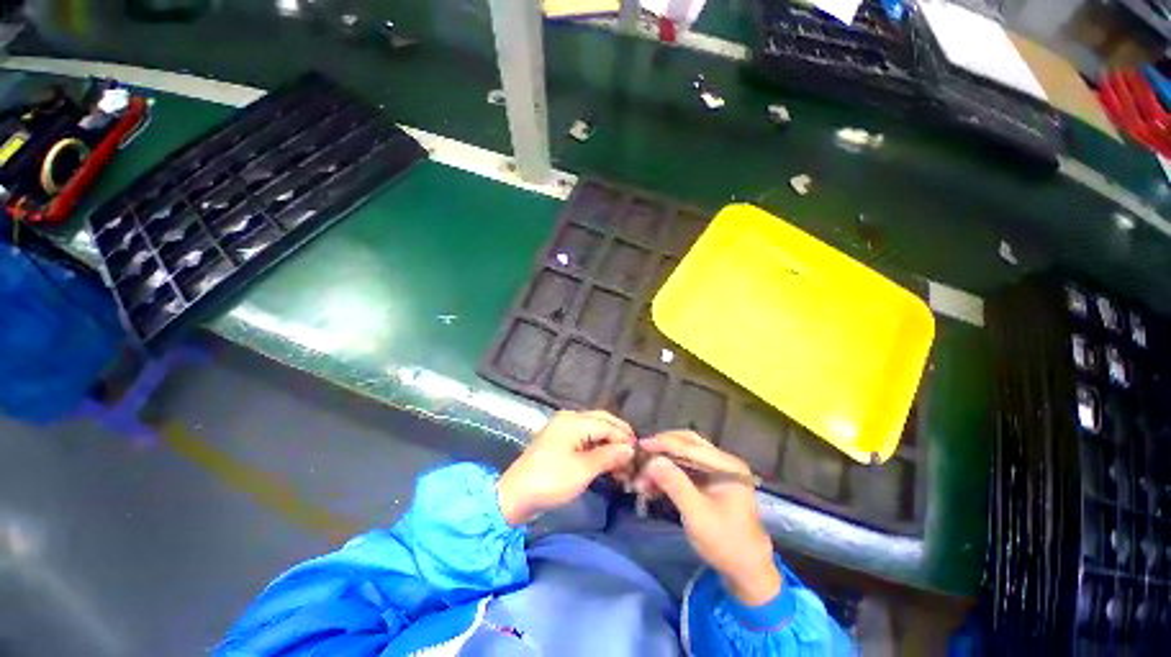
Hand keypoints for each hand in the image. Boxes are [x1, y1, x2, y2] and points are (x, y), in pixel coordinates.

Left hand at [497, 410, 635, 524]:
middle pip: (601, 422)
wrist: (515, 496)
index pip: (607, 424)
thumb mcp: (583, 470)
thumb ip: (608, 456)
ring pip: (594, 430)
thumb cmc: (550, 481)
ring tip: (622, 461)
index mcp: (573, 421)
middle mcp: (569, 418)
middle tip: (633, 454)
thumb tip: (629, 449)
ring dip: (609, 443)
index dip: (624, 438)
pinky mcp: (559, 441)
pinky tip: (606, 460)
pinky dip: (597, 448)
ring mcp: (563, 429)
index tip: (639, 454)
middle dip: (618, 437)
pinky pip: (584, 438)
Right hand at [634, 431, 781, 605]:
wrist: (747, 570)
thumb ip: (674, 484)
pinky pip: (685, 468)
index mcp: (727, 465)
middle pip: (687, 444)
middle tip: (641, 453)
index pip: (690, 446)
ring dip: (664, 461)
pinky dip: (669, 473)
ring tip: (644, 473)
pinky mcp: (710, 481)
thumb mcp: (697, 514)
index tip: (641, 444)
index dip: (664, 443)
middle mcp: (723, 461)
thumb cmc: (725, 543)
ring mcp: (718, 470)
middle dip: (663, 448)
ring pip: (684, 455)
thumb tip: (651, 461)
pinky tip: (653, 482)